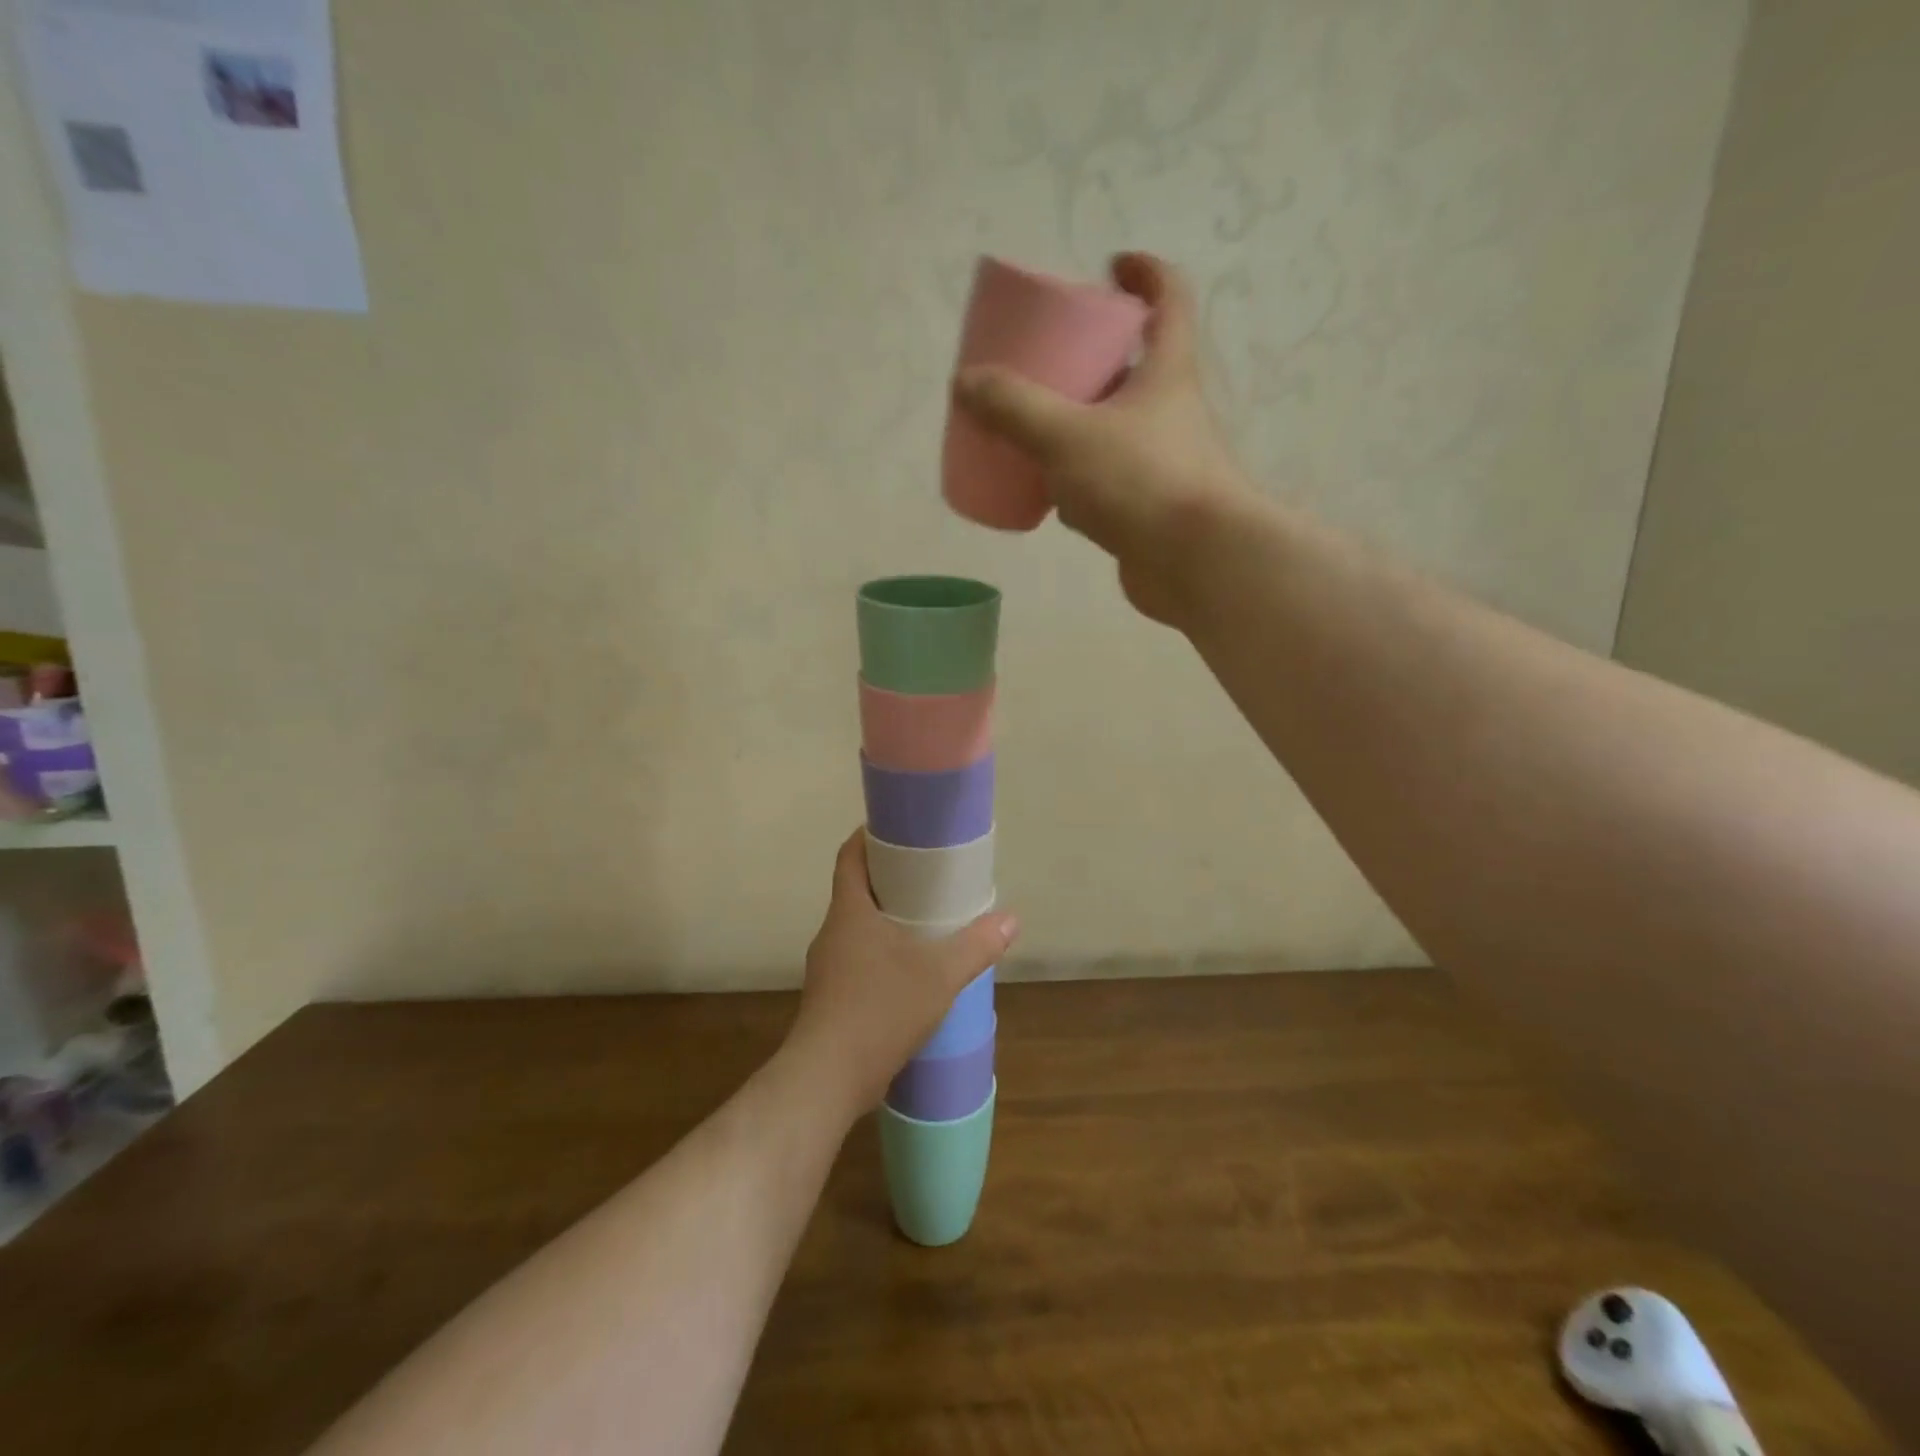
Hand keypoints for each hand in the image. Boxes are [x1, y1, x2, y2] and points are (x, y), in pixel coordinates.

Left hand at [785, 830, 1017, 1121]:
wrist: (827, 1079)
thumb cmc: (879, 1009)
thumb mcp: (939, 975)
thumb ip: (976, 945)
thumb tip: (1011, 919)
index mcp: (849, 911)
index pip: (850, 856)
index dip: (869, 836)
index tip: (898, 829)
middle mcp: (832, 932)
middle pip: (857, 890)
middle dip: (889, 879)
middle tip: (928, 876)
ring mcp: (828, 967)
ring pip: (858, 928)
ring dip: (887, 920)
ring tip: (926, 923)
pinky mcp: (831, 998)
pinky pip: (858, 960)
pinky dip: (883, 953)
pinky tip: (910, 972)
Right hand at [951, 252, 1249, 624]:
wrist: (1196, 564)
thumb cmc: (1141, 481)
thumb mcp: (1067, 435)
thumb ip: (1014, 408)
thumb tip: (966, 382)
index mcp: (1167, 372)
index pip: (1169, 299)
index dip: (1144, 273)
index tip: (1110, 267)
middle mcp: (1171, 412)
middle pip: (1135, 367)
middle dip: (1093, 357)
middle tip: (1047, 360)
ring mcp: (1162, 464)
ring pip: (1116, 430)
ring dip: (1080, 423)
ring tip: (1033, 426)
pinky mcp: (1149, 509)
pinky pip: (1106, 482)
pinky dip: (1077, 482)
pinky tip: (1045, 495)